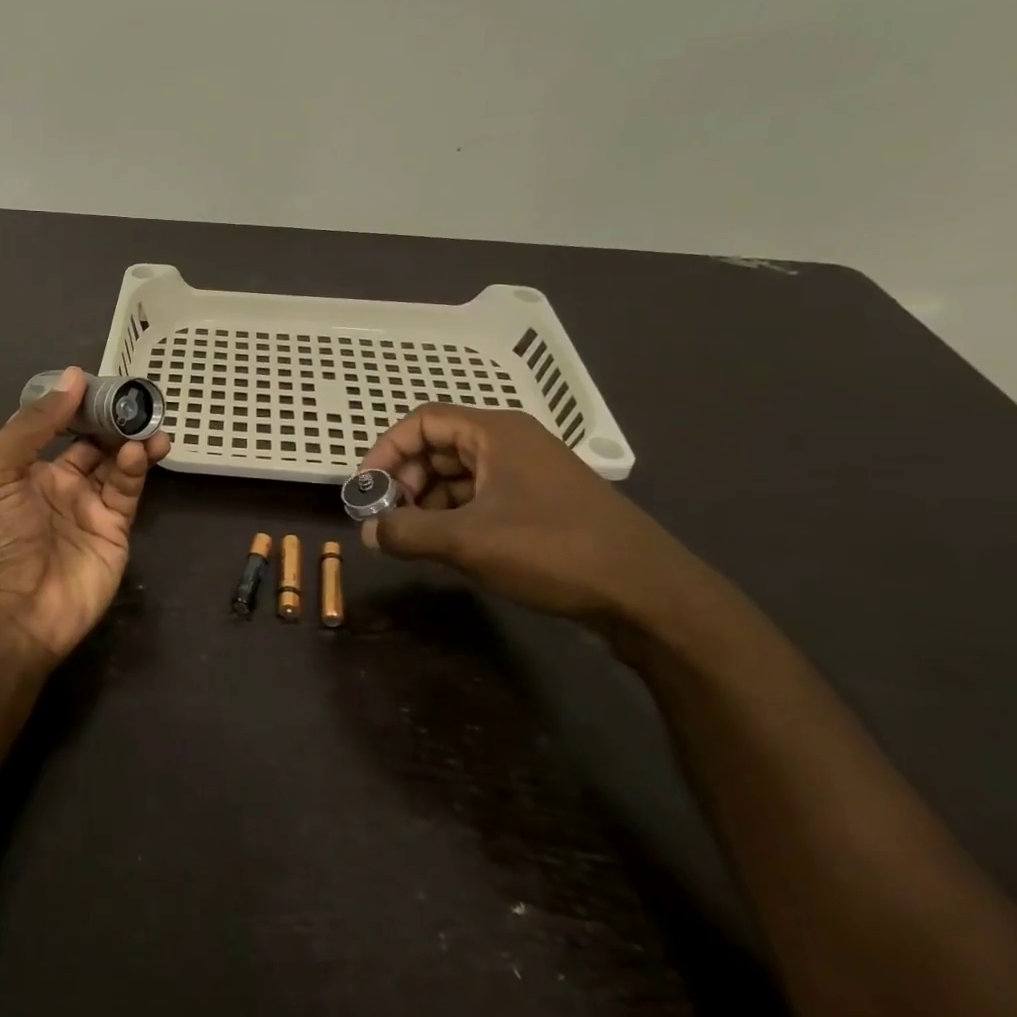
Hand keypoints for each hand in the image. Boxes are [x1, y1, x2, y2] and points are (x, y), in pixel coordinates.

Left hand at [0, 367, 170, 659]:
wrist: (8, 614)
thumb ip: (34, 424)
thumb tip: (74, 376)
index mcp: (25, 467)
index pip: (56, 424)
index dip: (76, 402)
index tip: (100, 380)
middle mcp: (58, 483)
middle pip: (92, 440)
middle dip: (112, 418)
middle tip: (136, 397)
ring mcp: (88, 507)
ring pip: (115, 461)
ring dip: (131, 438)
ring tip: (148, 421)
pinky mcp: (114, 529)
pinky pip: (127, 489)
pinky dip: (136, 466)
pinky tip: (142, 450)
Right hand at [358, 404, 719, 624]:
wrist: (650, 594)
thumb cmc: (554, 550)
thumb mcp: (469, 541)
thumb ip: (408, 532)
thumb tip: (366, 532)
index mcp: (496, 433)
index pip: (423, 421)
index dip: (386, 450)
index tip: (365, 488)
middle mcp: (512, 444)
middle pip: (439, 446)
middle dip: (406, 479)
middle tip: (388, 517)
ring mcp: (530, 475)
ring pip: (460, 475)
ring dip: (429, 501)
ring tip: (413, 537)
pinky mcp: (542, 505)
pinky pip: (483, 498)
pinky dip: (456, 516)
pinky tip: (448, 546)